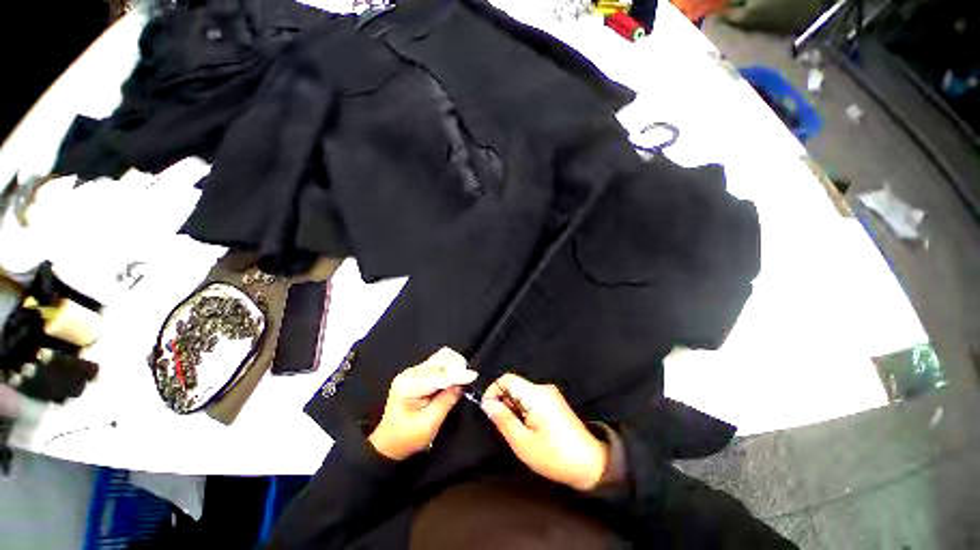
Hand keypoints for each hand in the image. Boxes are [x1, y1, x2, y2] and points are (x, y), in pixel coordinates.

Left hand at [368, 347, 476, 459]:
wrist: (389, 443)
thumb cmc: (407, 438)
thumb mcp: (429, 424)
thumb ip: (447, 401)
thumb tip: (462, 384)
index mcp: (408, 385)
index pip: (438, 374)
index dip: (457, 374)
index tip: (473, 376)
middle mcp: (409, 373)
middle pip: (439, 361)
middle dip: (456, 368)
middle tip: (468, 380)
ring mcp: (413, 372)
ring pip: (440, 359)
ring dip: (453, 367)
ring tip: (463, 378)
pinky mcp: (417, 374)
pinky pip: (437, 364)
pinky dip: (448, 368)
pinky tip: (454, 377)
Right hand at [481, 373, 607, 490]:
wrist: (591, 464)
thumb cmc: (555, 456)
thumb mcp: (523, 442)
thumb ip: (503, 419)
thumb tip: (487, 403)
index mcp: (535, 394)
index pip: (506, 379)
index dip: (493, 391)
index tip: (490, 412)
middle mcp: (543, 388)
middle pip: (514, 386)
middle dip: (505, 403)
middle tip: (507, 428)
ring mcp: (551, 395)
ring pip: (522, 394)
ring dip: (514, 409)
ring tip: (520, 433)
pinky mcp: (555, 403)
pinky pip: (532, 400)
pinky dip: (524, 411)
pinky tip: (531, 430)